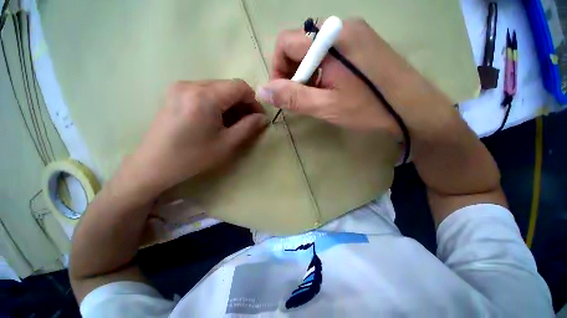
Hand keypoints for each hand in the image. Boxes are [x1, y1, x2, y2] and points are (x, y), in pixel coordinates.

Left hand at [122, 79, 266, 197]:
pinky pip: (204, 91)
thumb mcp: (227, 143)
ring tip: (231, 122)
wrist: (154, 164)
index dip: (253, 101)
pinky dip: (217, 103)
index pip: (240, 86)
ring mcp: (180, 86)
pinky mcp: (175, 93)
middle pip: (228, 86)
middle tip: (246, 122)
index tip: (257, 117)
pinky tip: (215, 119)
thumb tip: (263, 117)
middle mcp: (191, 84)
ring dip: (230, 103)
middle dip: (242, 103)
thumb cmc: (193, 156)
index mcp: (204, 96)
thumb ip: (249, 127)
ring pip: (217, 88)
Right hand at [257, 18, 452, 136]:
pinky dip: (321, 71)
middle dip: (292, 73)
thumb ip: (292, 97)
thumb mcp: (325, 106)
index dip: (278, 69)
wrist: (413, 108)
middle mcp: (341, 27)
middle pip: (299, 45)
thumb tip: (262, 90)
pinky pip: (329, 53)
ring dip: (307, 74)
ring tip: (317, 96)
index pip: (286, 43)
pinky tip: (330, 88)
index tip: (283, 93)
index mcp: (330, 39)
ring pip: (314, 51)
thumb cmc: (369, 108)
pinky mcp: (361, 44)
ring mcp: (353, 33)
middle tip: (300, 98)